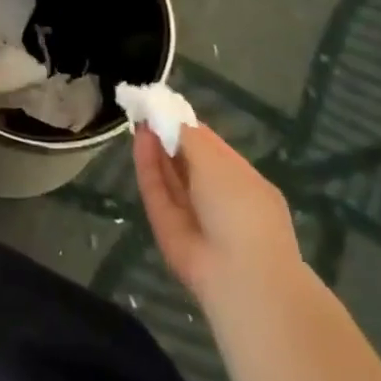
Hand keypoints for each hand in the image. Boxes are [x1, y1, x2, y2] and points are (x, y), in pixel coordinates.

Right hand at [133, 120, 304, 320]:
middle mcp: (218, 197)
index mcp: (242, 181)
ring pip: (170, 176)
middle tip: (144, 109)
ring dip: (155, 147)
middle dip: (167, 135)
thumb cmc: (241, 208)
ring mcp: (192, 214)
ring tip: (138, 118)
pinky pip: (157, 191)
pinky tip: (139, 139)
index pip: (211, 147)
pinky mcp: (168, 227)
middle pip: (187, 161)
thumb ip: (189, 135)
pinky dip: (147, 166)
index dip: (187, 125)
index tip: (163, 105)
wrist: (239, 275)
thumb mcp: (218, 161)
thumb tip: (169, 114)